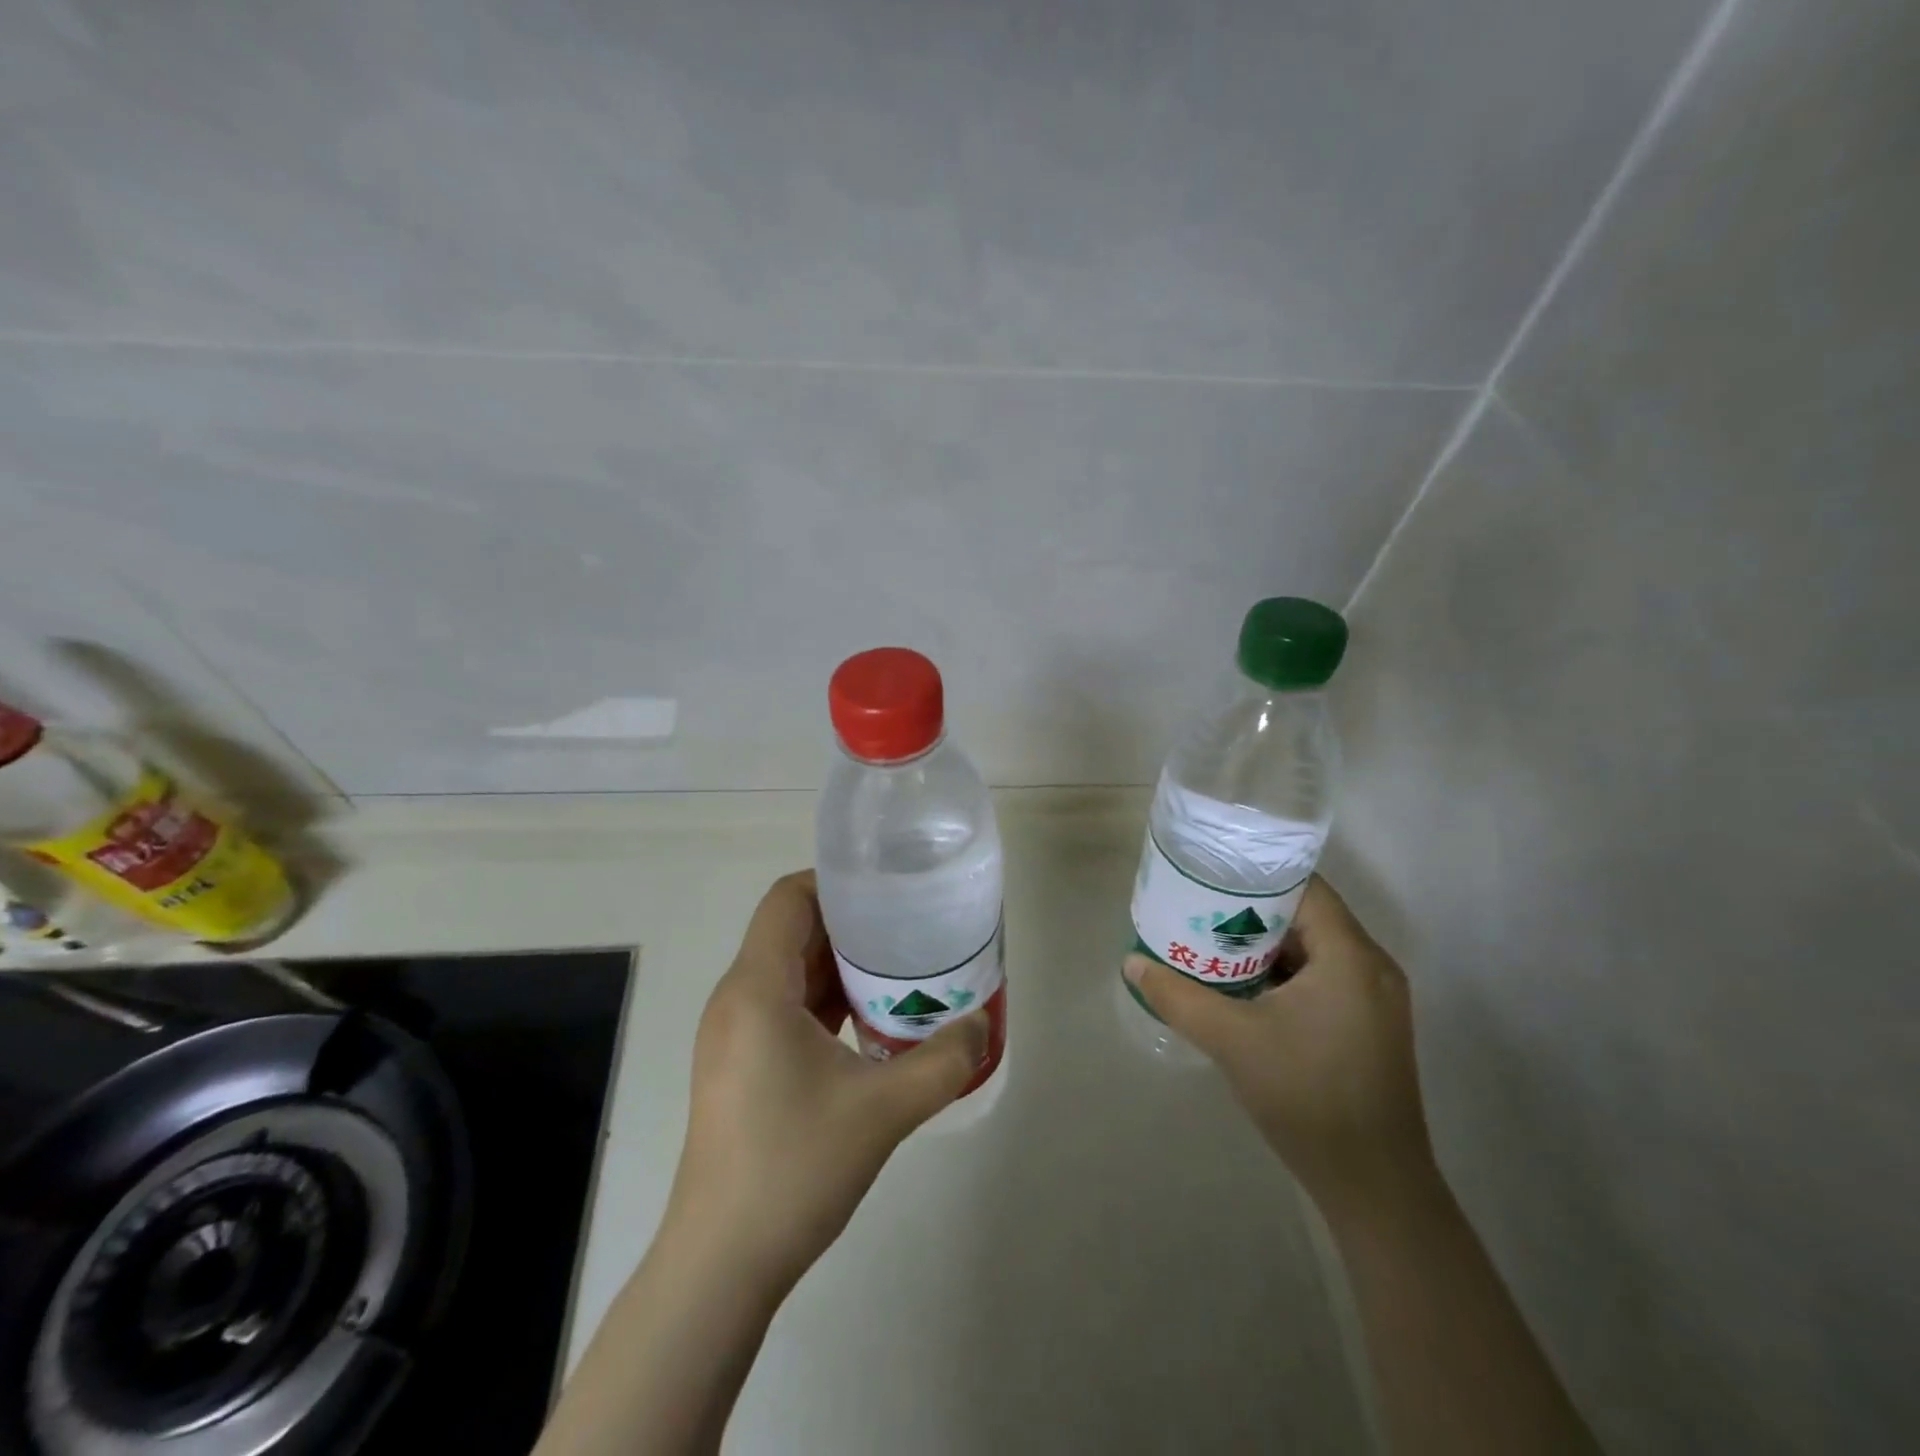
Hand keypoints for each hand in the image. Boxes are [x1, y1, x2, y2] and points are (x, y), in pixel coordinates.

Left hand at [666, 870, 988, 1291]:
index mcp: (757, 988)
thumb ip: (942, 1061)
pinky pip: (786, 1006)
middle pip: (792, 930)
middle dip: (850, 922)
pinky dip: (827, 998)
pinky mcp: (742, 1064)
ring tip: (901, 966)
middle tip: (910, 925)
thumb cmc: (792, 1168)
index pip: (788, 898)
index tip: (888, 889)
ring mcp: (736, 1034)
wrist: (721, 1264)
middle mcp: (738, 999)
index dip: (835, 881)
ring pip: (790, 970)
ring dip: (841, 963)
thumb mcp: (882, 1111)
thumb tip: (983, 1025)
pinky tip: (872, 1019)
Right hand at [1124, 875, 1435, 1213]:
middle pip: (1307, 915)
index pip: (1304, 886)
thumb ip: (1178, 996)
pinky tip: (1245, 987)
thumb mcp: (1231, 1040)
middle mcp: (1372, 966)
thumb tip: (1132, 964)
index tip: (1210, 873)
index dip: (1256, 875)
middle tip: (1200, 908)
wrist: (1373, 1185)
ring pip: (1314, 948)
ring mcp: (1375, 999)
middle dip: (1252, 911)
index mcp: (1350, 956)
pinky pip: (1323, 977)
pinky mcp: (1369, 1025)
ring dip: (1266, 944)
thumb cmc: (1306, 1096)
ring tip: (1212, 941)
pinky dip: (1284, 973)